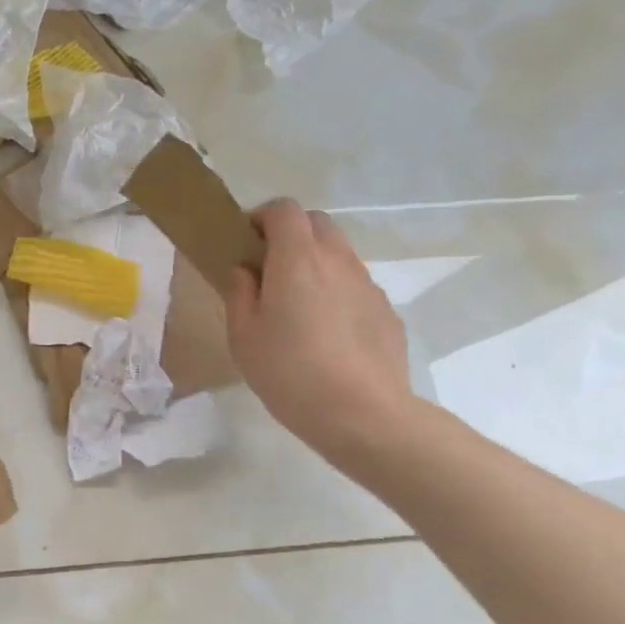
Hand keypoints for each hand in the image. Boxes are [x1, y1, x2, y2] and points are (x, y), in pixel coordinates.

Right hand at [227, 199, 415, 463]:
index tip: (245, 244)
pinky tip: (326, 334)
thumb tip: (245, 270)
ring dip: (314, 263)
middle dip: (290, 235)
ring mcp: (367, 284)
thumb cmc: (289, 371)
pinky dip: (336, 292)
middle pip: (316, 223)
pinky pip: (355, 285)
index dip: (261, 217)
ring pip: (338, 254)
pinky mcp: (386, 311)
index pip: (284, 209)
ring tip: (296, 306)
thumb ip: (239, 292)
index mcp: (297, 259)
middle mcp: (337, 260)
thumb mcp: (242, 335)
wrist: (362, 414)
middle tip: (268, 271)